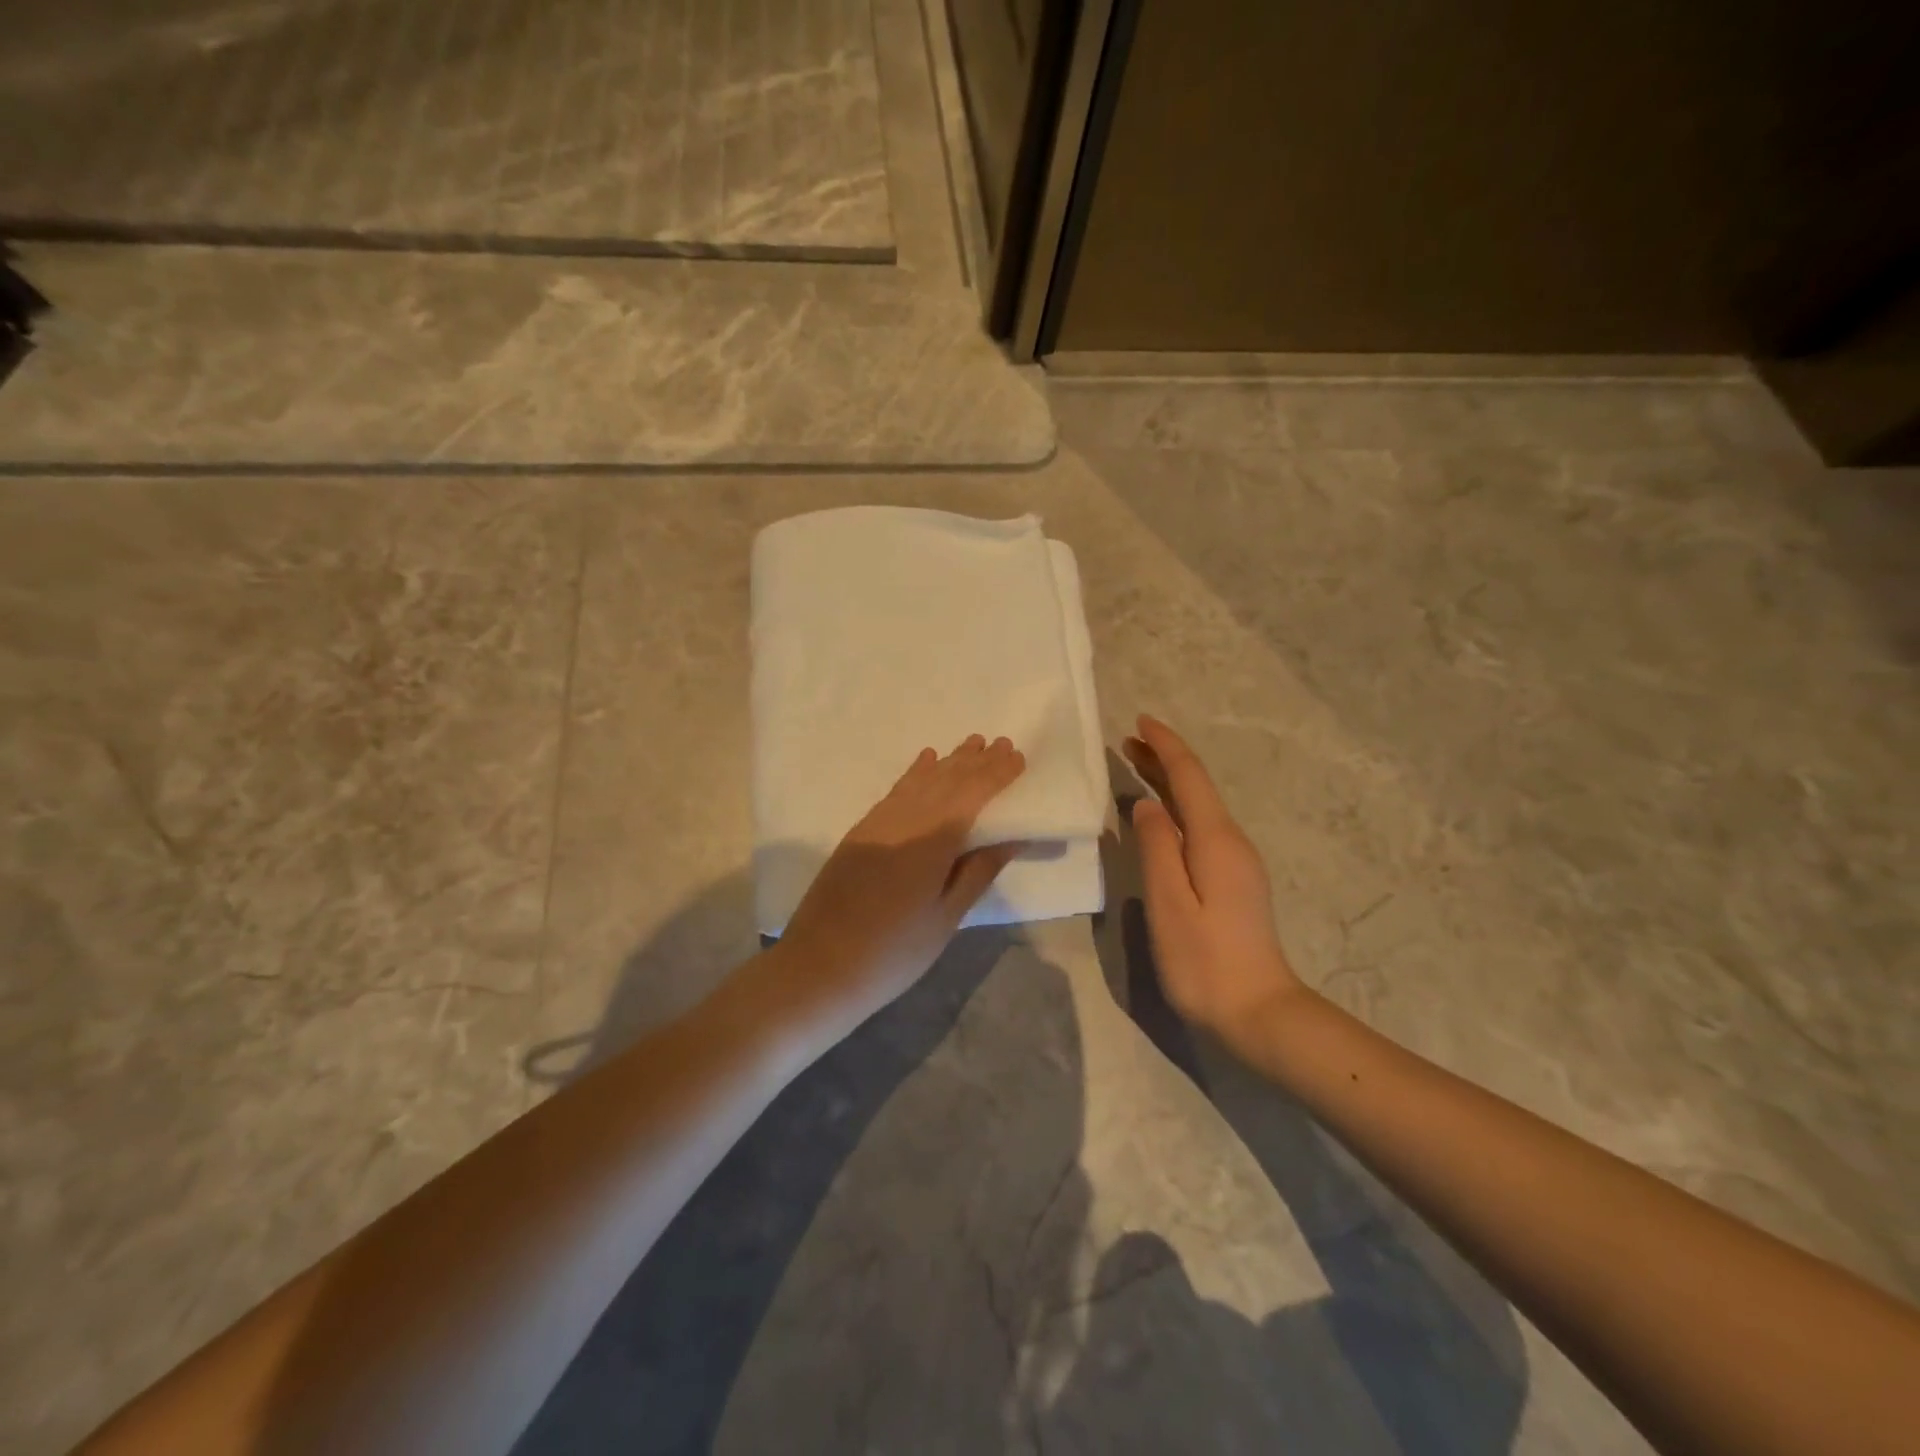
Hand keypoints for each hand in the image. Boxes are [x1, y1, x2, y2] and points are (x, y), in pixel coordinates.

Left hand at [772, 735, 1027, 1034]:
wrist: (819, 967)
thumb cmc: (894, 953)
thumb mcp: (945, 918)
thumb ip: (977, 872)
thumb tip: (1011, 837)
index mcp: (931, 842)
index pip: (971, 795)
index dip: (996, 774)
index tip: (1017, 756)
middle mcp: (904, 822)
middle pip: (946, 782)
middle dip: (975, 762)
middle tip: (1000, 742)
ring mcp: (877, 825)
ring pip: (919, 782)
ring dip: (947, 762)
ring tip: (970, 745)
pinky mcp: (859, 833)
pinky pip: (895, 792)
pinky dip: (914, 774)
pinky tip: (924, 762)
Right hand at [1124, 715, 1305, 1041]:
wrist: (1258, 1012)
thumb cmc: (1205, 961)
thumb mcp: (1169, 903)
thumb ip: (1156, 849)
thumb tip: (1146, 806)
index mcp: (1216, 840)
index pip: (1189, 778)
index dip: (1165, 746)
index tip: (1140, 721)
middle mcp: (1232, 842)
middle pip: (1197, 787)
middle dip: (1164, 759)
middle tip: (1128, 741)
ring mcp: (1237, 861)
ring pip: (1200, 806)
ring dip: (1169, 782)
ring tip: (1137, 766)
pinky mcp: (1234, 880)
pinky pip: (1202, 826)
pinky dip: (1177, 807)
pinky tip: (1161, 815)